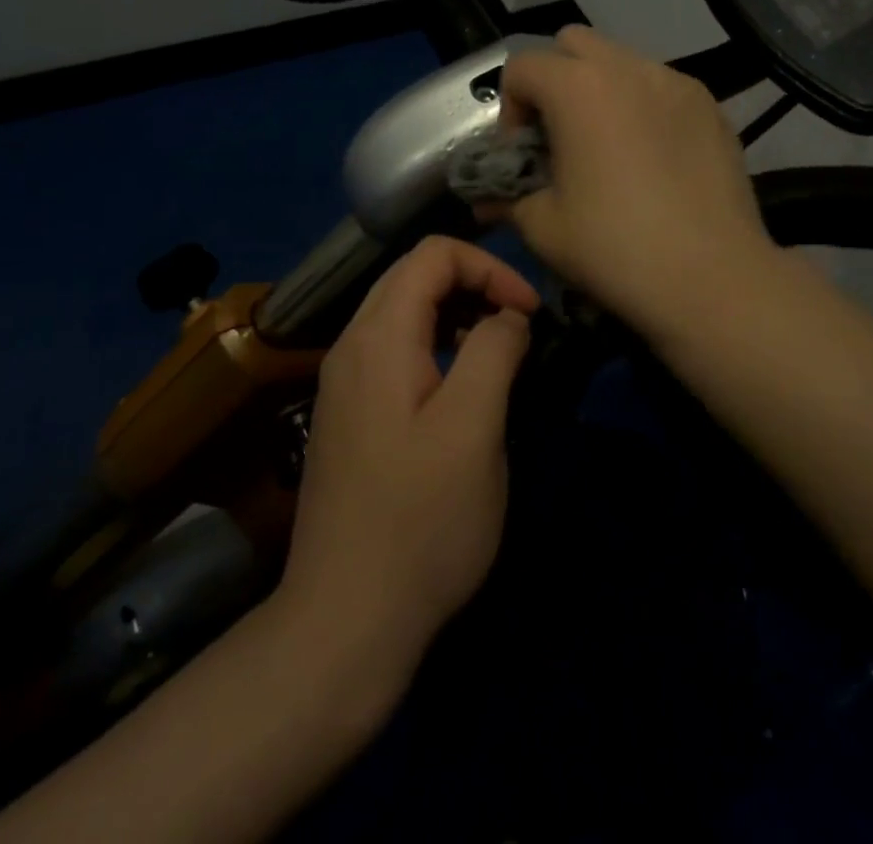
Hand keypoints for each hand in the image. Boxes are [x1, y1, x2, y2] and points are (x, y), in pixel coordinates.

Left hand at [277, 236, 539, 674]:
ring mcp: (343, 380)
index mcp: (378, 337)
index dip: (489, 268)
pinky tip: (460, 386)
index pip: (432, 254)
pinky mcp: (349, 412)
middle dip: (474, 284)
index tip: (528, 312)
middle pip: (414, 275)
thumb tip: (508, 315)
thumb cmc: (420, 522)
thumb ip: (494, 351)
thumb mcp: (473, 430)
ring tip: (497, 352)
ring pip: (403, 311)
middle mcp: (351, 345)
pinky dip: (435, 343)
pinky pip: (394, 348)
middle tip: (518, 325)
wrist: (344, 619)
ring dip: (456, 313)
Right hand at [502, 26, 776, 338]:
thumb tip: (489, 200)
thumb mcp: (543, 228)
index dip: (510, 108)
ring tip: (609, 147)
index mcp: (578, 88)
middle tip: (561, 136)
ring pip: (621, 61)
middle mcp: (628, 68)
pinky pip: (661, 87)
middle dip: (555, 80)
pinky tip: (653, 159)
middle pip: (573, 44)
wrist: (713, 279)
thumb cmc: (615, 249)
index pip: (522, 66)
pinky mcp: (710, 105)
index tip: (524, 154)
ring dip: (601, 90)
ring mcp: (676, 82)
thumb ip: (508, 198)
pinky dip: (642, 106)